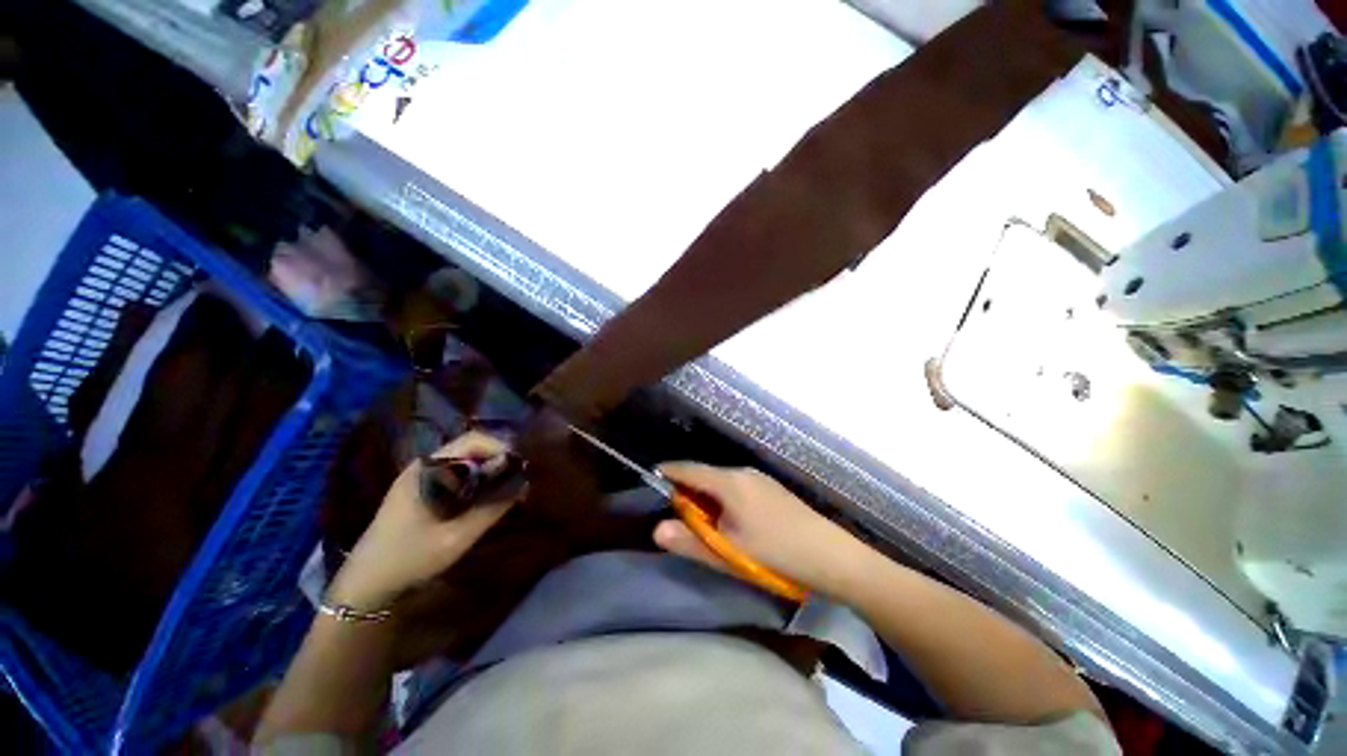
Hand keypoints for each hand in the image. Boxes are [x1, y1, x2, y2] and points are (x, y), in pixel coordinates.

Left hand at [328, 431, 521, 610]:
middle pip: (471, 448)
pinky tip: (485, 499)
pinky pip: (457, 474)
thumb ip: (492, 509)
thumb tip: (524, 484)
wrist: (364, 585)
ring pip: (465, 461)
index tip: (520, 468)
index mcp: (427, 469)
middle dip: (498, 460)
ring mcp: (420, 477)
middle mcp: (424, 465)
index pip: (473, 440)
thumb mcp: (457, 537)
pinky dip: (476, 481)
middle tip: (518, 481)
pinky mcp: (420, 490)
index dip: (501, 448)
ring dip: (489, 471)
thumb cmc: (409, 558)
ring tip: (507, 490)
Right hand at [653, 463, 871, 598]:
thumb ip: (690, 541)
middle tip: (676, 513)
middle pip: (705, 475)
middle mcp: (743, 473)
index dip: (668, 472)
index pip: (689, 469)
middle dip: (687, 490)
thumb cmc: (775, 553)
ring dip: (706, 496)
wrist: (831, 555)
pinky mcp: (771, 488)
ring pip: (721, 481)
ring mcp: (760, 478)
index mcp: (729, 482)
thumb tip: (656, 530)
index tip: (651, 477)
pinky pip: (737, 486)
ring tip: (702, 521)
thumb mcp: (728, 553)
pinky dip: (723, 498)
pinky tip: (731, 520)